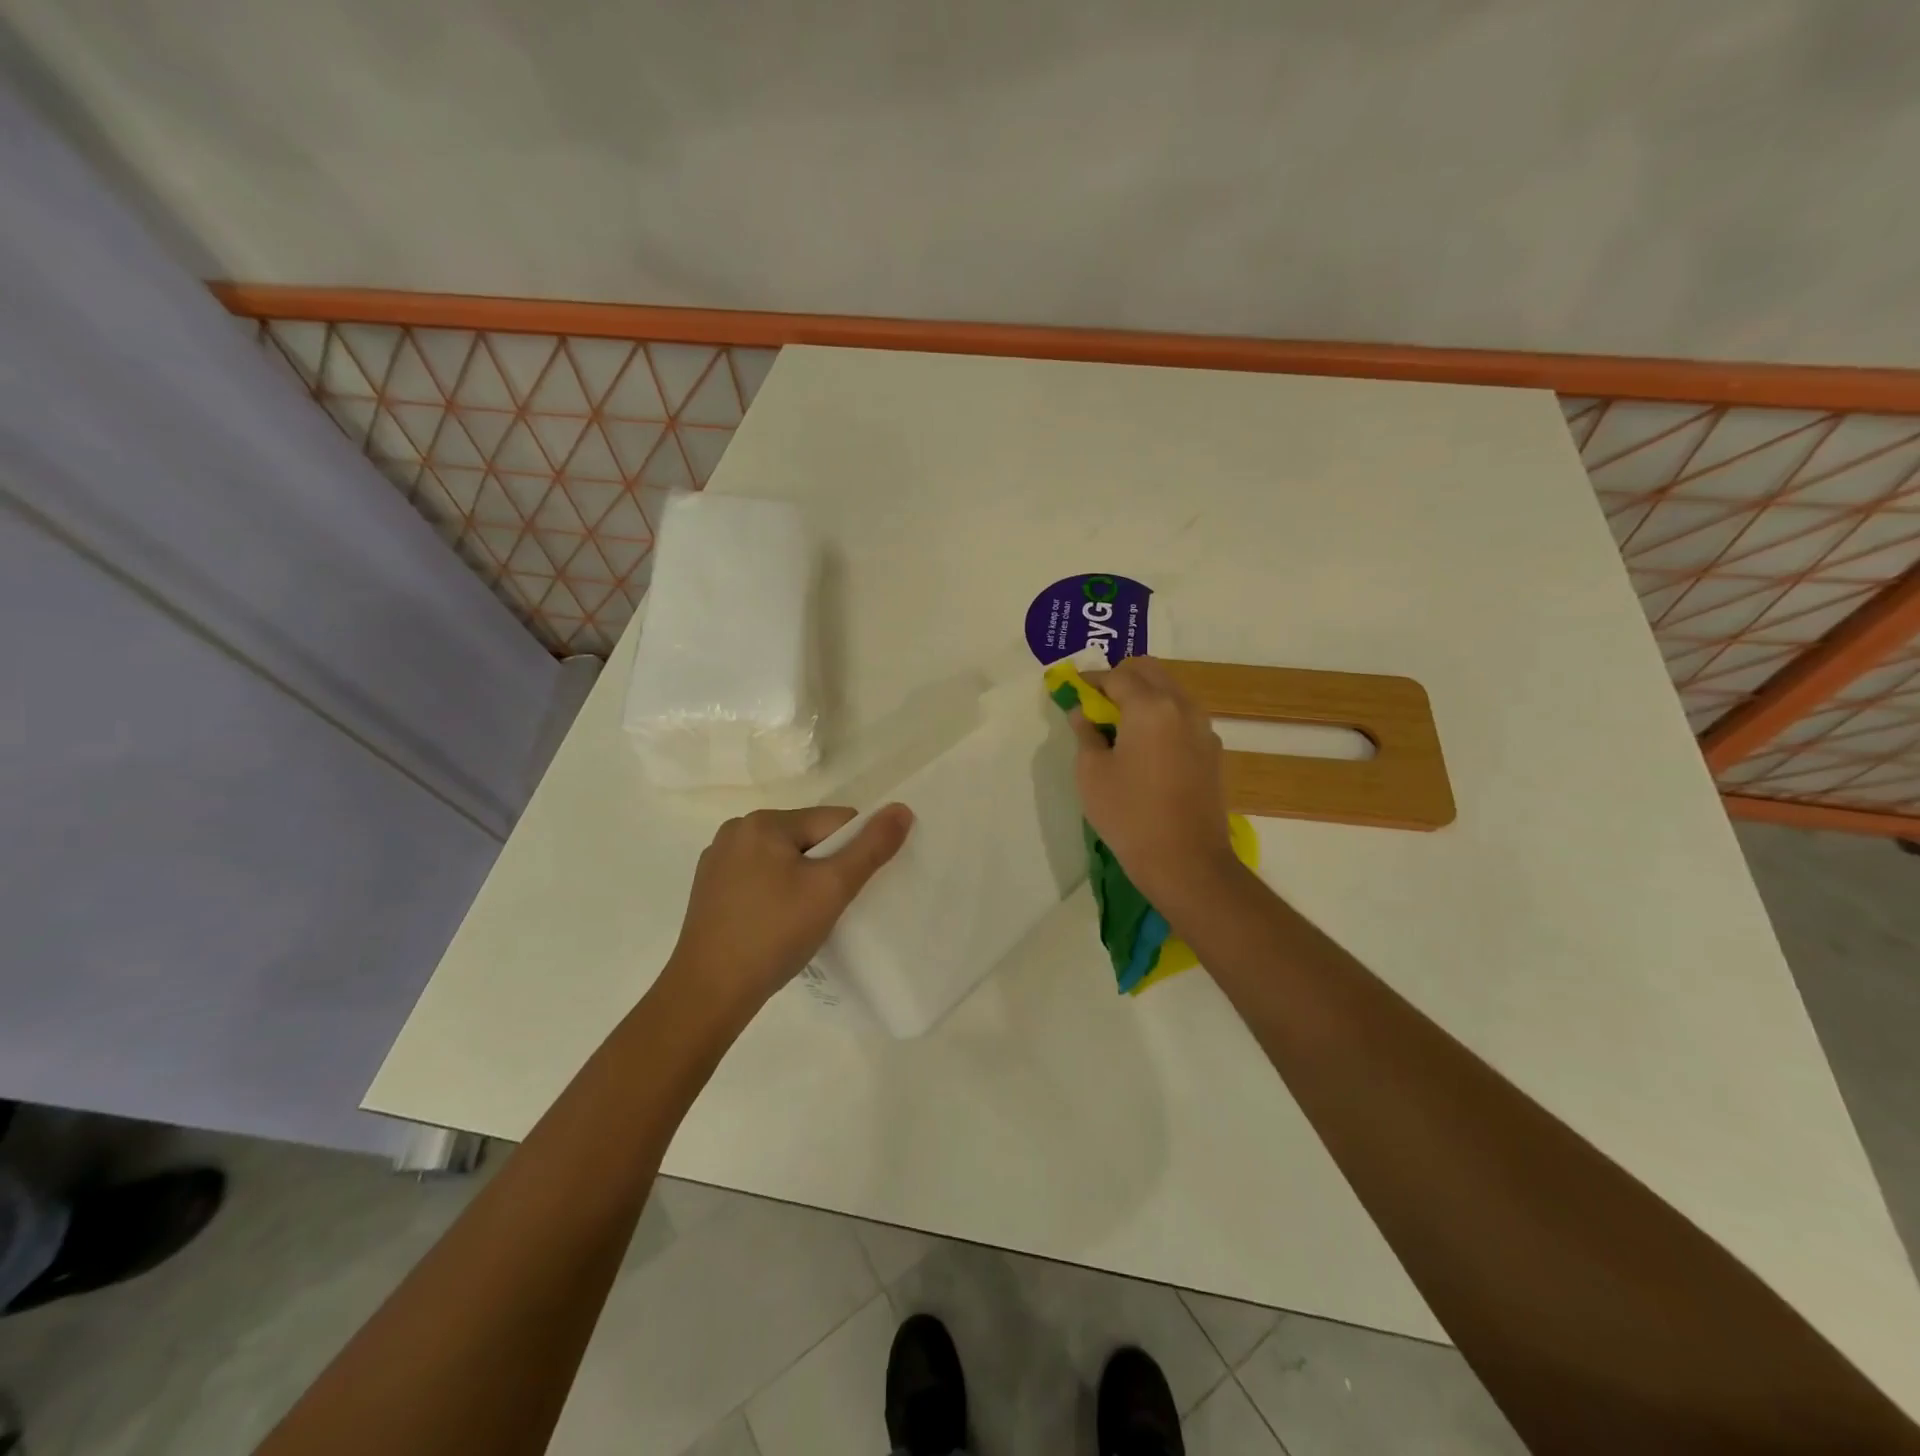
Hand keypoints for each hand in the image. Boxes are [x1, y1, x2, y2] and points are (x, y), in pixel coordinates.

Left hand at [659, 805, 912, 1025]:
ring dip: (802, 881)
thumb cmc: (774, 934)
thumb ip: (870, 848)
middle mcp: (737, 831)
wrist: (709, 994)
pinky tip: (775, 924)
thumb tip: (901, 809)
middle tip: (826, 909)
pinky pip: (759, 877)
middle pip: (807, 837)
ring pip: (784, 859)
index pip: (833, 822)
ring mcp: (718, 860)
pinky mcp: (709, 889)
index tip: (848, 891)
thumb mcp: (831, 889)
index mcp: (763, 822)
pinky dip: (776, 893)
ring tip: (802, 920)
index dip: (853, 853)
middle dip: (825, 868)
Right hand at [1069, 657, 1244, 910]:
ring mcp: (1202, 728)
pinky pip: (1183, 717)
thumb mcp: (1091, 773)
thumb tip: (1083, 712)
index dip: (1090, 680)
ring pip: (1170, 691)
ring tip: (1119, 726)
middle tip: (1096, 704)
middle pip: (1150, 671)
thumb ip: (1085, 733)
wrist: (1186, 861)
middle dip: (1120, 678)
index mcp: (1149, 706)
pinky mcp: (1212, 751)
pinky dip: (1162, 717)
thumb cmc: (1129, 814)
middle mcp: (1182, 706)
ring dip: (1144, 696)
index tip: (1071, 690)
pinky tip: (1146, 748)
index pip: (1116, 675)